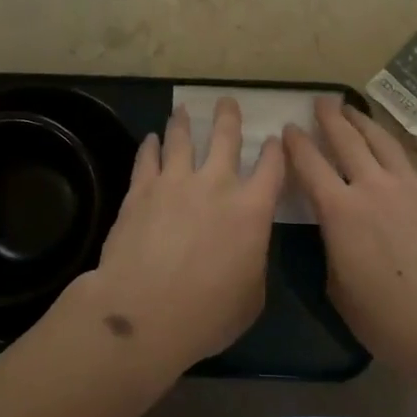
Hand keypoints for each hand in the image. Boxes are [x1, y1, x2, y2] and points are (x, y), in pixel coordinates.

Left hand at [74, 97, 285, 373]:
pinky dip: (151, 146)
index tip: (273, 139)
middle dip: (228, 117)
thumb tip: (245, 249)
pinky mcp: (141, 190)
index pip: (271, 168)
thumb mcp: (252, 296)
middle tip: (227, 101)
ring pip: (181, 139)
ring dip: (183, 122)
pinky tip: (151, 139)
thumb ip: (253, 261)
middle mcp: (216, 185)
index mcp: (251, 210)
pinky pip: (147, 159)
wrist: (145, 312)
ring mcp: (175, 182)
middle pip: (225, 138)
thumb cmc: (208, 314)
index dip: (274, 151)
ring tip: (182, 110)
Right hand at [283, 98, 416, 371]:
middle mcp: (374, 187)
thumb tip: (338, 234)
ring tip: (356, 110)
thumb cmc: (387, 319)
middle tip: (323, 101)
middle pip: (347, 141)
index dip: (297, 144)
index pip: (310, 165)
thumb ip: (333, 250)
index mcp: (340, 211)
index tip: (290, 128)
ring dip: (368, 123)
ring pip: (386, 143)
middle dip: (331, 118)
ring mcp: (414, 187)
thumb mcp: (338, 289)